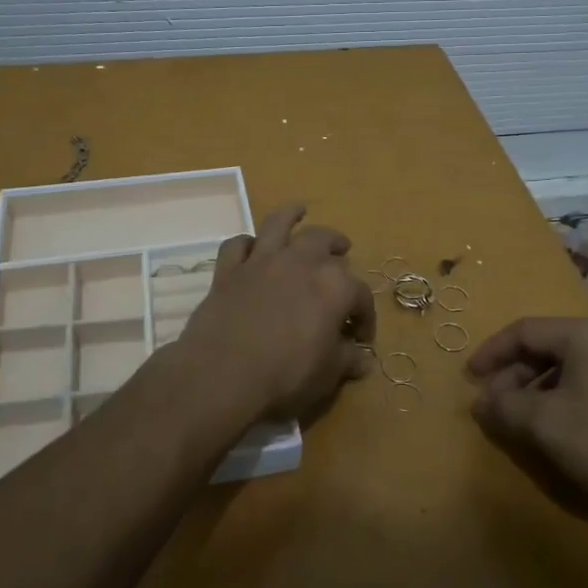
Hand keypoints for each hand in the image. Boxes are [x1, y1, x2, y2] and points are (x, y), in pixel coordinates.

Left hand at [173, 203, 375, 426]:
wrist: (223, 375)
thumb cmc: (286, 375)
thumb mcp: (327, 375)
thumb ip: (347, 361)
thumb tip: (365, 359)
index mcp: (334, 286)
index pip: (360, 295)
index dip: (365, 316)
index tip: (361, 337)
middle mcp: (300, 262)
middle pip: (324, 240)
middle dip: (337, 245)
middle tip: (342, 252)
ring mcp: (261, 261)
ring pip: (278, 224)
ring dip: (291, 215)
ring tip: (299, 211)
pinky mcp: (228, 271)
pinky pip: (237, 245)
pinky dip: (245, 244)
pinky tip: (250, 248)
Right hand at [467, 317, 587, 529]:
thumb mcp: (546, 425)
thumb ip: (505, 407)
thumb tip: (482, 401)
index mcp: (585, 335)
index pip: (524, 330)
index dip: (491, 352)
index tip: (469, 378)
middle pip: (549, 347)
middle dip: (515, 374)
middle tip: (496, 404)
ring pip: (573, 366)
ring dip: (541, 388)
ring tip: (526, 420)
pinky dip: (569, 396)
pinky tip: (566, 428)